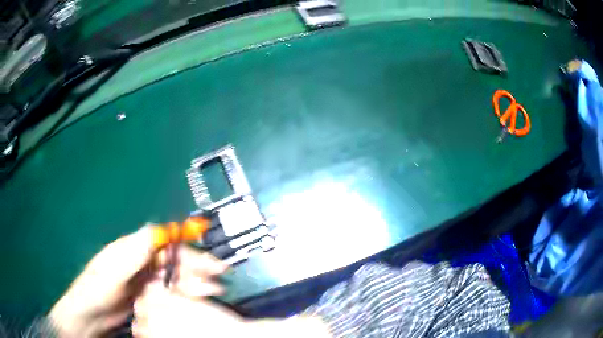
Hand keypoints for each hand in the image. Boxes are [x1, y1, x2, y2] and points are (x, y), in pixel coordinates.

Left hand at [48, 226, 228, 337]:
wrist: (90, 315)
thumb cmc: (97, 289)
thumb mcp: (113, 269)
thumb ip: (134, 251)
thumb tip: (156, 230)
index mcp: (131, 248)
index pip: (163, 240)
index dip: (184, 241)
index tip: (206, 247)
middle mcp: (139, 261)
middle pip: (172, 258)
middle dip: (195, 264)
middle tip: (218, 275)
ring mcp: (144, 280)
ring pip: (173, 275)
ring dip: (193, 280)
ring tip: (212, 290)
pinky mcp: (147, 295)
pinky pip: (168, 291)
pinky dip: (183, 293)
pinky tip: (195, 298)